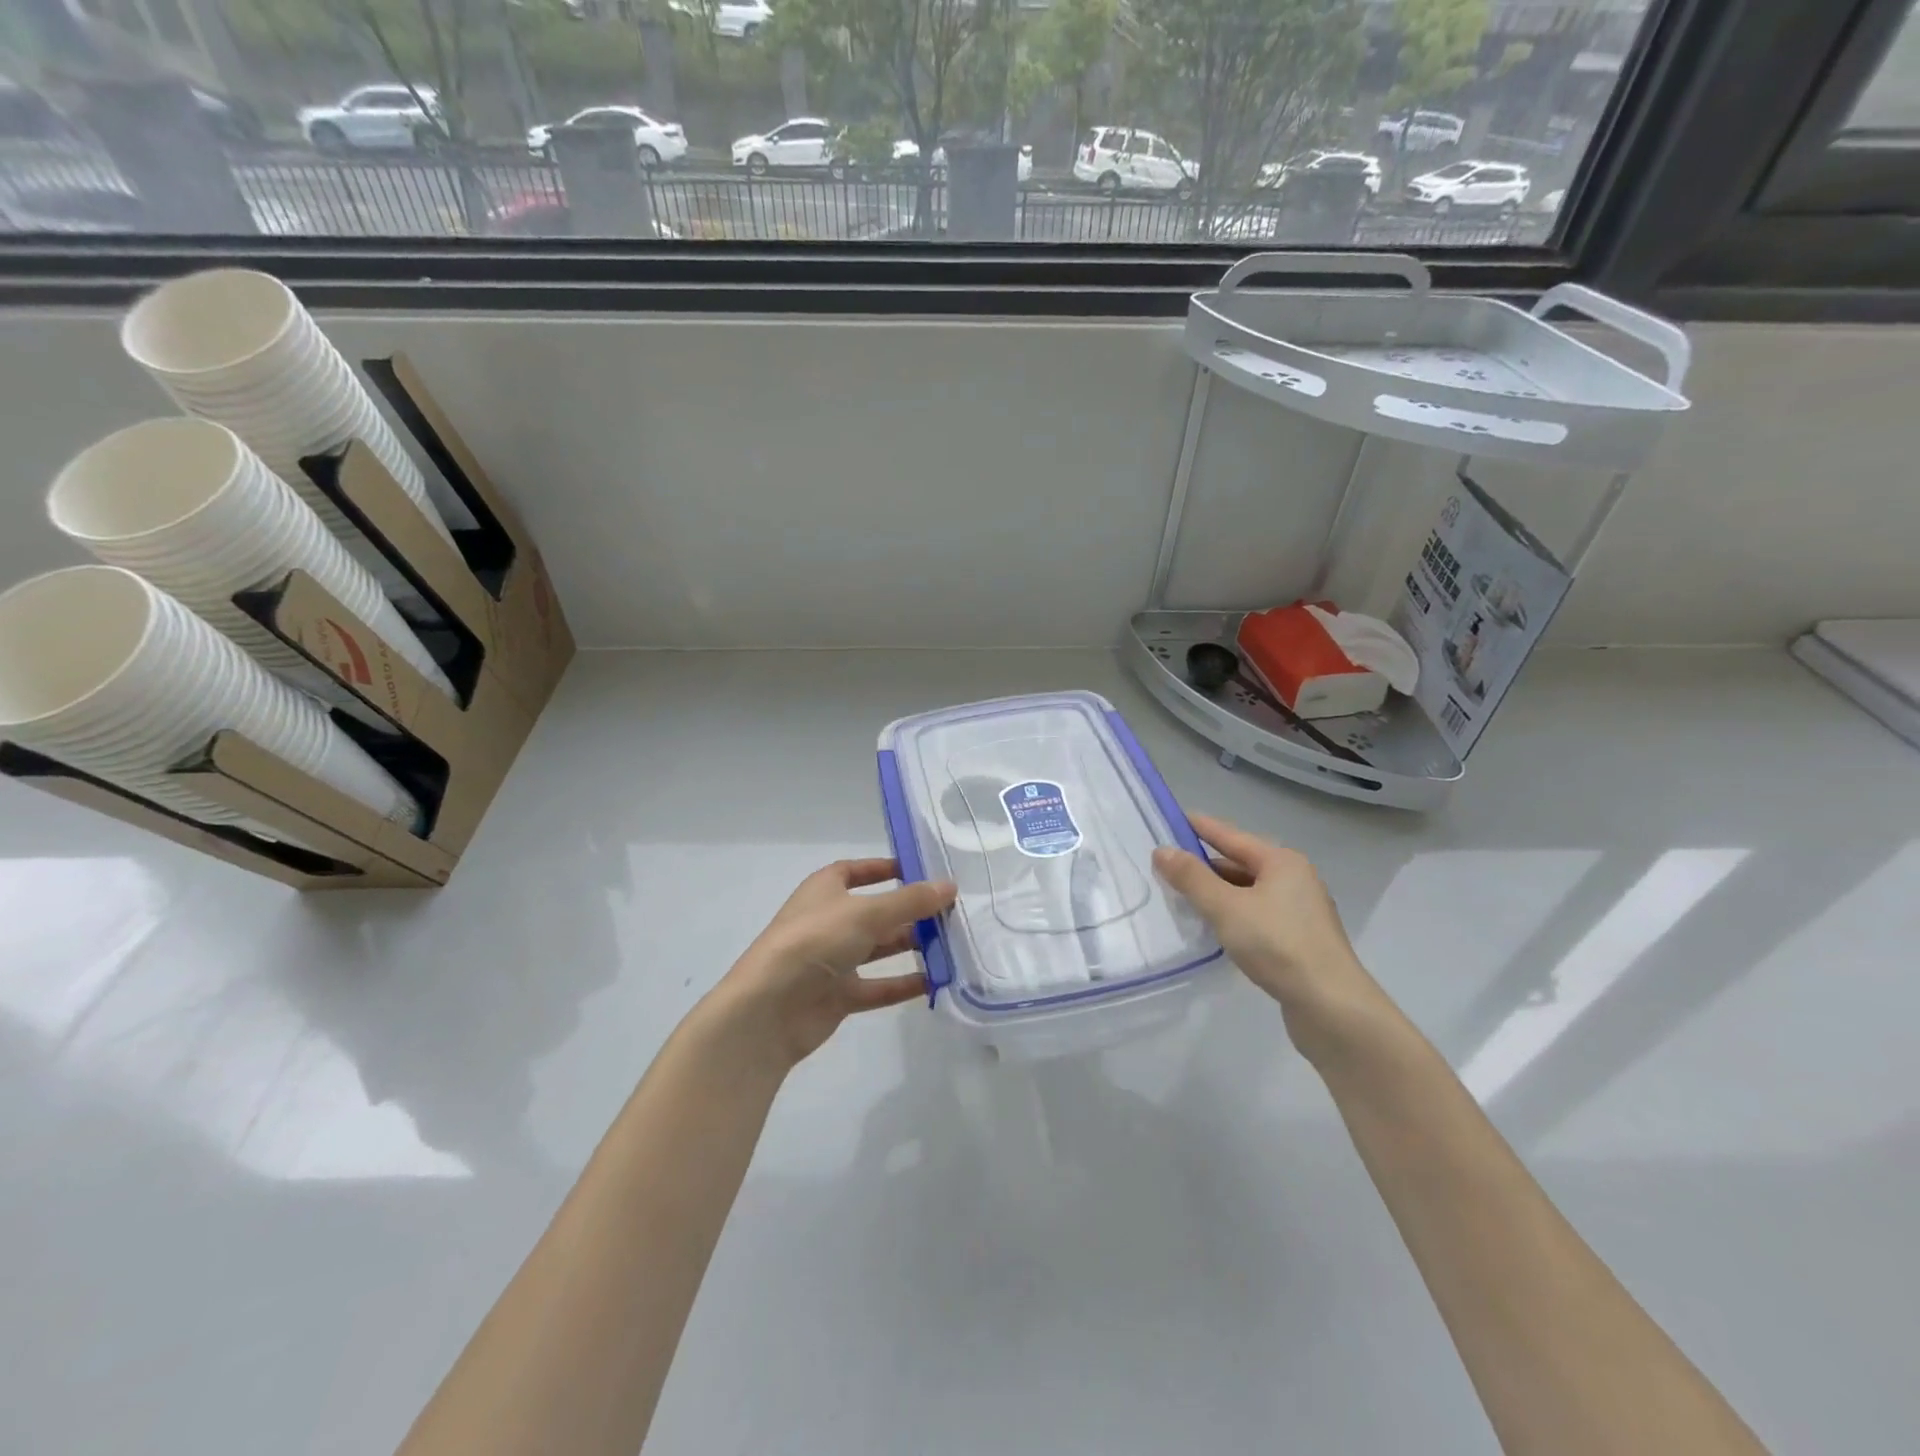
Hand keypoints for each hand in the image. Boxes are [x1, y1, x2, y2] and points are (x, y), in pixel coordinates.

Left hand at [706, 859, 956, 1070]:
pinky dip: (903, 983)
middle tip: (951, 912)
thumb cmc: (815, 941)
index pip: (856, 870)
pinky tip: (935, 981)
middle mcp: (829, 921)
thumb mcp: (867, 913)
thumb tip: (950, 886)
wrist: (769, 1008)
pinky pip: (878, 986)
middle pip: (875, 911)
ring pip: (879, 948)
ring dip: (911, 946)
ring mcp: (832, 960)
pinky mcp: (838, 995)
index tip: (920, 871)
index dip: (885, 868)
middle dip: (910, 911)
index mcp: (825, 890)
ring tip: (952, 944)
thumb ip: (910, 901)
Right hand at [1153, 814, 1381, 1054]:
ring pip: (1248, 892)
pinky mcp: (1298, 941)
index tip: (1173, 818)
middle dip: (1204, 864)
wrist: (1331, 1007)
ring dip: (1217, 893)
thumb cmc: (1277, 945)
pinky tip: (1213, 927)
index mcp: (1282, 862)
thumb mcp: (1226, 907)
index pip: (1231, 836)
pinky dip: (1232, 915)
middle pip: (1240, 863)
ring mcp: (1299, 912)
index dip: (1200, 827)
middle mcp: (1295, 879)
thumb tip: (1162, 850)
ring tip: (1182, 896)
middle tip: (1166, 864)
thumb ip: (1192, 878)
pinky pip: (1256, 915)